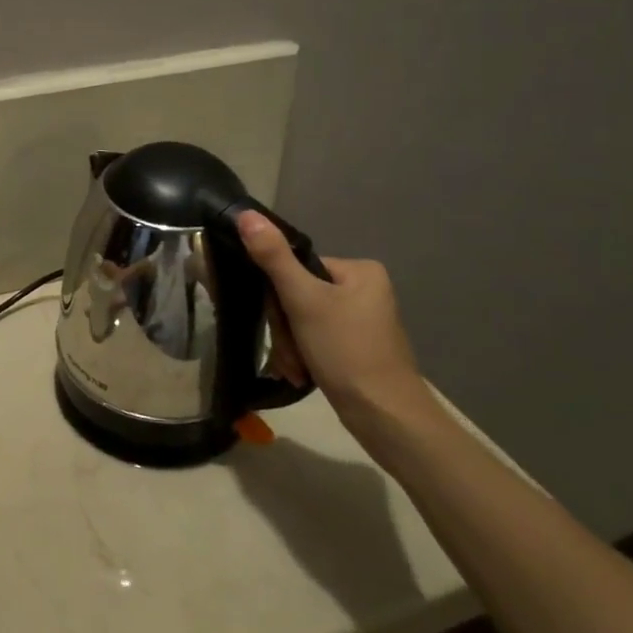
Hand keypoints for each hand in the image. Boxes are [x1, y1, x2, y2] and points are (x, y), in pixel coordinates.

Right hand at [236, 212, 426, 422]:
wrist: (386, 418)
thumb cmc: (347, 351)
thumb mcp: (304, 301)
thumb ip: (273, 257)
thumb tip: (245, 214)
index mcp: (359, 270)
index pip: (297, 269)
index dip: (280, 297)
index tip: (282, 323)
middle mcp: (364, 290)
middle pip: (299, 297)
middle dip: (287, 329)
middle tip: (291, 354)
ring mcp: (362, 321)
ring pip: (304, 322)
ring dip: (292, 346)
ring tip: (297, 369)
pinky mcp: (357, 348)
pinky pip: (316, 340)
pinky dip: (305, 357)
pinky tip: (303, 375)